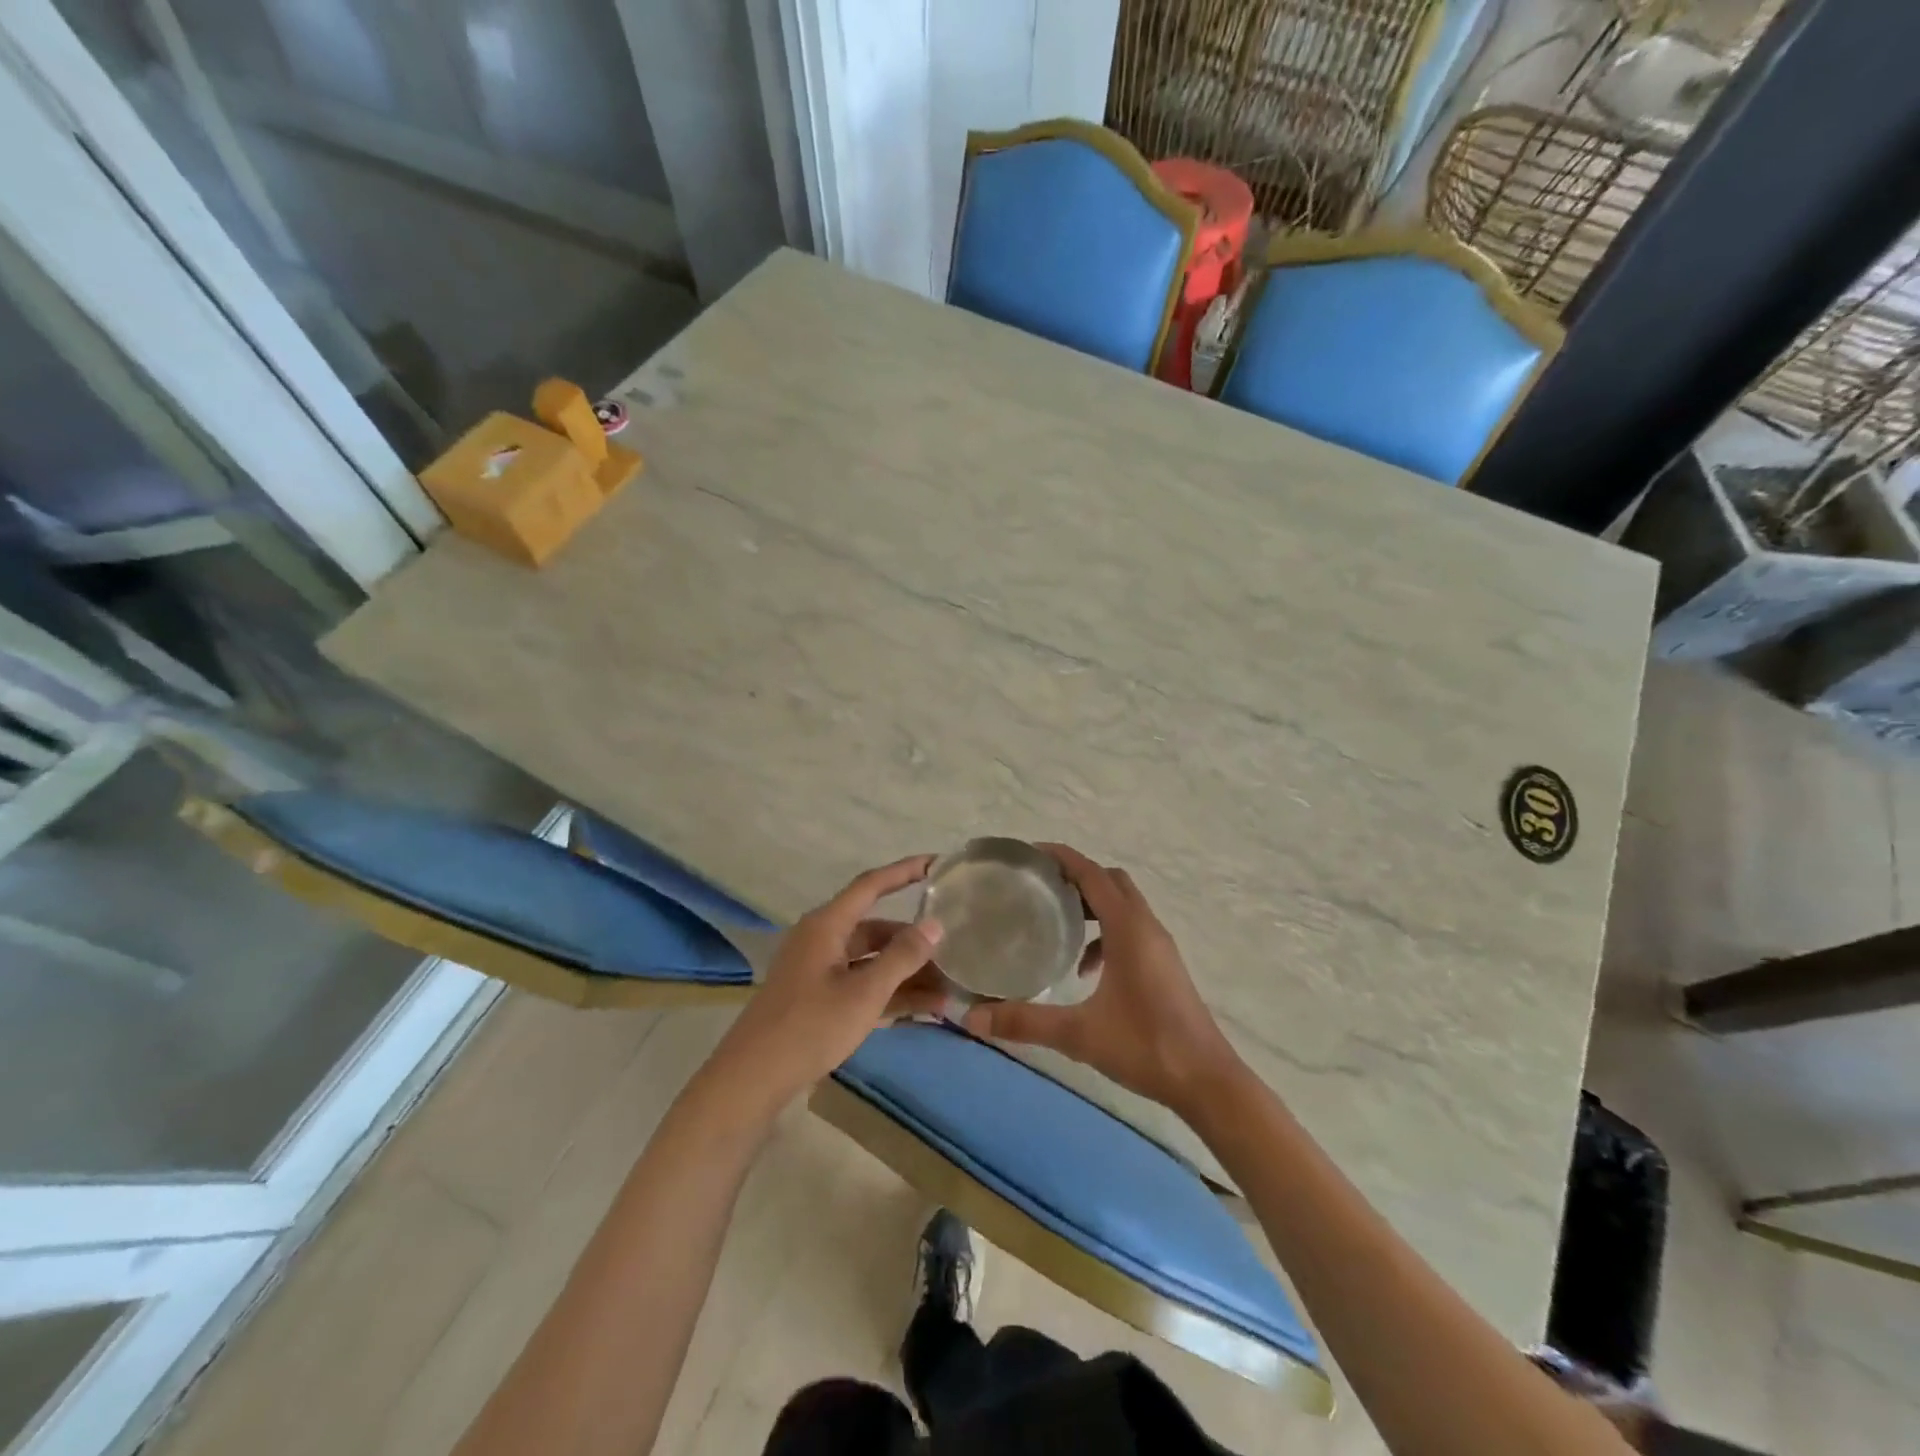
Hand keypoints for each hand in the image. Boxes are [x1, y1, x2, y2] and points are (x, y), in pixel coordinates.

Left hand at [711, 855, 947, 1110]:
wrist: (753, 1079)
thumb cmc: (810, 1027)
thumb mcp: (864, 993)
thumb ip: (902, 957)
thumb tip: (935, 924)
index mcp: (827, 925)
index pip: (872, 885)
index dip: (905, 871)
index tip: (937, 863)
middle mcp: (823, 940)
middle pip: (876, 929)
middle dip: (915, 942)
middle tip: (955, 951)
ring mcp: (820, 971)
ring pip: (872, 960)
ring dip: (907, 973)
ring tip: (948, 988)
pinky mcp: (819, 999)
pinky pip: (862, 984)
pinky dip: (890, 993)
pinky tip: (924, 1008)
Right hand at [962, 845, 1240, 1116]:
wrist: (1207, 1081)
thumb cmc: (1145, 1046)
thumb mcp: (1078, 1034)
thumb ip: (1024, 1022)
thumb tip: (971, 1019)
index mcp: (1128, 928)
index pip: (1092, 874)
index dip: (1062, 857)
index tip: (1029, 854)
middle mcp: (1147, 926)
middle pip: (1110, 881)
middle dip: (1076, 877)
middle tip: (1040, 888)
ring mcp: (1160, 946)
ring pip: (1124, 905)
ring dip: (1093, 905)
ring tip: (1057, 926)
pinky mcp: (1165, 965)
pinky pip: (1132, 930)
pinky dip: (1106, 934)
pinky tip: (1087, 972)